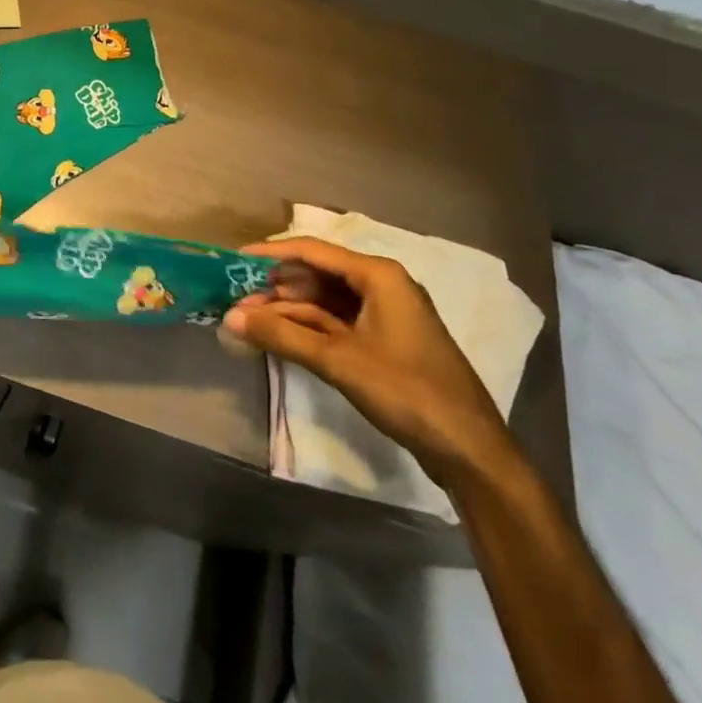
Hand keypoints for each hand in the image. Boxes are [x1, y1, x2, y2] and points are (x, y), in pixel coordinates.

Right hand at [224, 236, 517, 486]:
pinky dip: (308, 327)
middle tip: (236, 298)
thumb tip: (230, 317)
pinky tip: (280, 336)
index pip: (312, 250)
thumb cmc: (406, 392)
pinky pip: (338, 321)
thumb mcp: (338, 361)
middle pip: (318, 274)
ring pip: (325, 300)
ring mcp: (385, 314)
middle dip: (276, 286)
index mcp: (378, 275)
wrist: (471, 451)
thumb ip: (282, 335)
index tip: (233, 261)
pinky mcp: (386, 340)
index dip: (270, 254)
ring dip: (289, 309)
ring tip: (249, 320)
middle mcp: (382, 284)